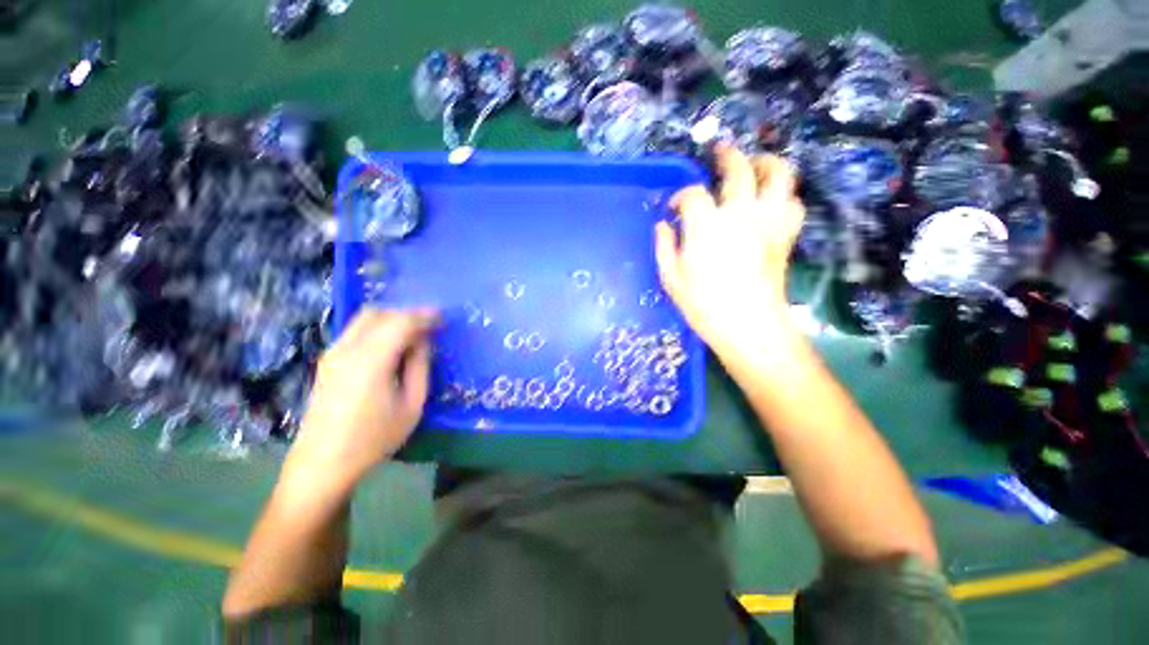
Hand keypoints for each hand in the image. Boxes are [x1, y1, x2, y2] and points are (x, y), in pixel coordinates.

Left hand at [284, 309, 437, 489]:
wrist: (323, 462)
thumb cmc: (374, 437)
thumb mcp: (411, 405)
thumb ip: (420, 367)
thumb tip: (423, 341)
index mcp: (370, 360)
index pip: (401, 322)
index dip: (425, 316)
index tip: (444, 318)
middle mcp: (347, 349)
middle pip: (379, 313)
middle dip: (407, 313)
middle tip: (430, 325)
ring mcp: (333, 353)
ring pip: (365, 318)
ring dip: (392, 318)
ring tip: (414, 332)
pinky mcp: (327, 360)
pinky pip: (356, 330)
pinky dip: (378, 327)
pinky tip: (392, 343)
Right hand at [654, 145, 803, 350]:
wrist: (747, 325)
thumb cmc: (702, 303)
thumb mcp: (671, 277)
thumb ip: (664, 246)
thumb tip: (663, 225)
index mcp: (706, 225)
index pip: (693, 194)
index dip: (681, 195)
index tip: (675, 206)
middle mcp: (740, 214)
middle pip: (739, 168)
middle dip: (727, 155)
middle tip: (719, 152)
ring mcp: (768, 221)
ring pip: (778, 174)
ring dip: (766, 163)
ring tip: (755, 164)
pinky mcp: (785, 234)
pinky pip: (793, 203)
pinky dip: (784, 196)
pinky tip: (772, 201)